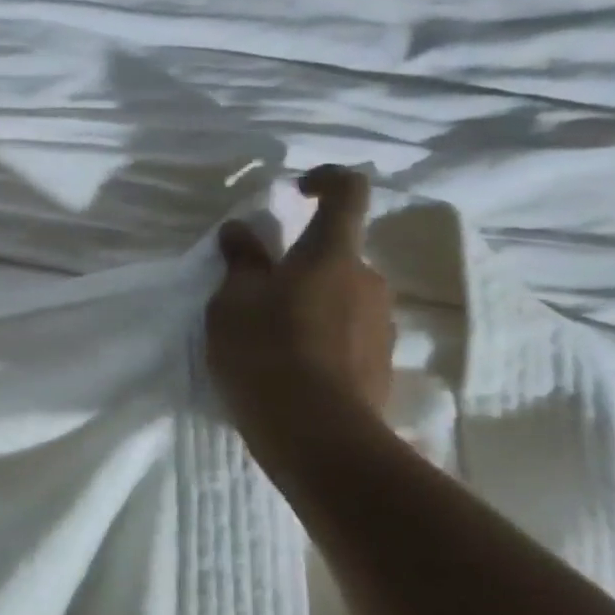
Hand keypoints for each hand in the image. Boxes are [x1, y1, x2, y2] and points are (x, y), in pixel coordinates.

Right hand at [206, 166, 395, 430]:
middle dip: (301, 263)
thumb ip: (240, 261)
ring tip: (269, 337)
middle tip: (258, 292)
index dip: (326, 179)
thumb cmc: (266, 352)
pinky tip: (290, 367)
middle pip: (337, 254)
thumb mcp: (233, 302)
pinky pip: (348, 333)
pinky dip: (321, 337)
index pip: (348, 192)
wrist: (317, 435)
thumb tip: (240, 229)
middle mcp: (368, 280)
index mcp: (333, 254)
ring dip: (311, 302)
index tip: (296, 191)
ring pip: (342, 295)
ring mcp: (381, 324)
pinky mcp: (381, 364)